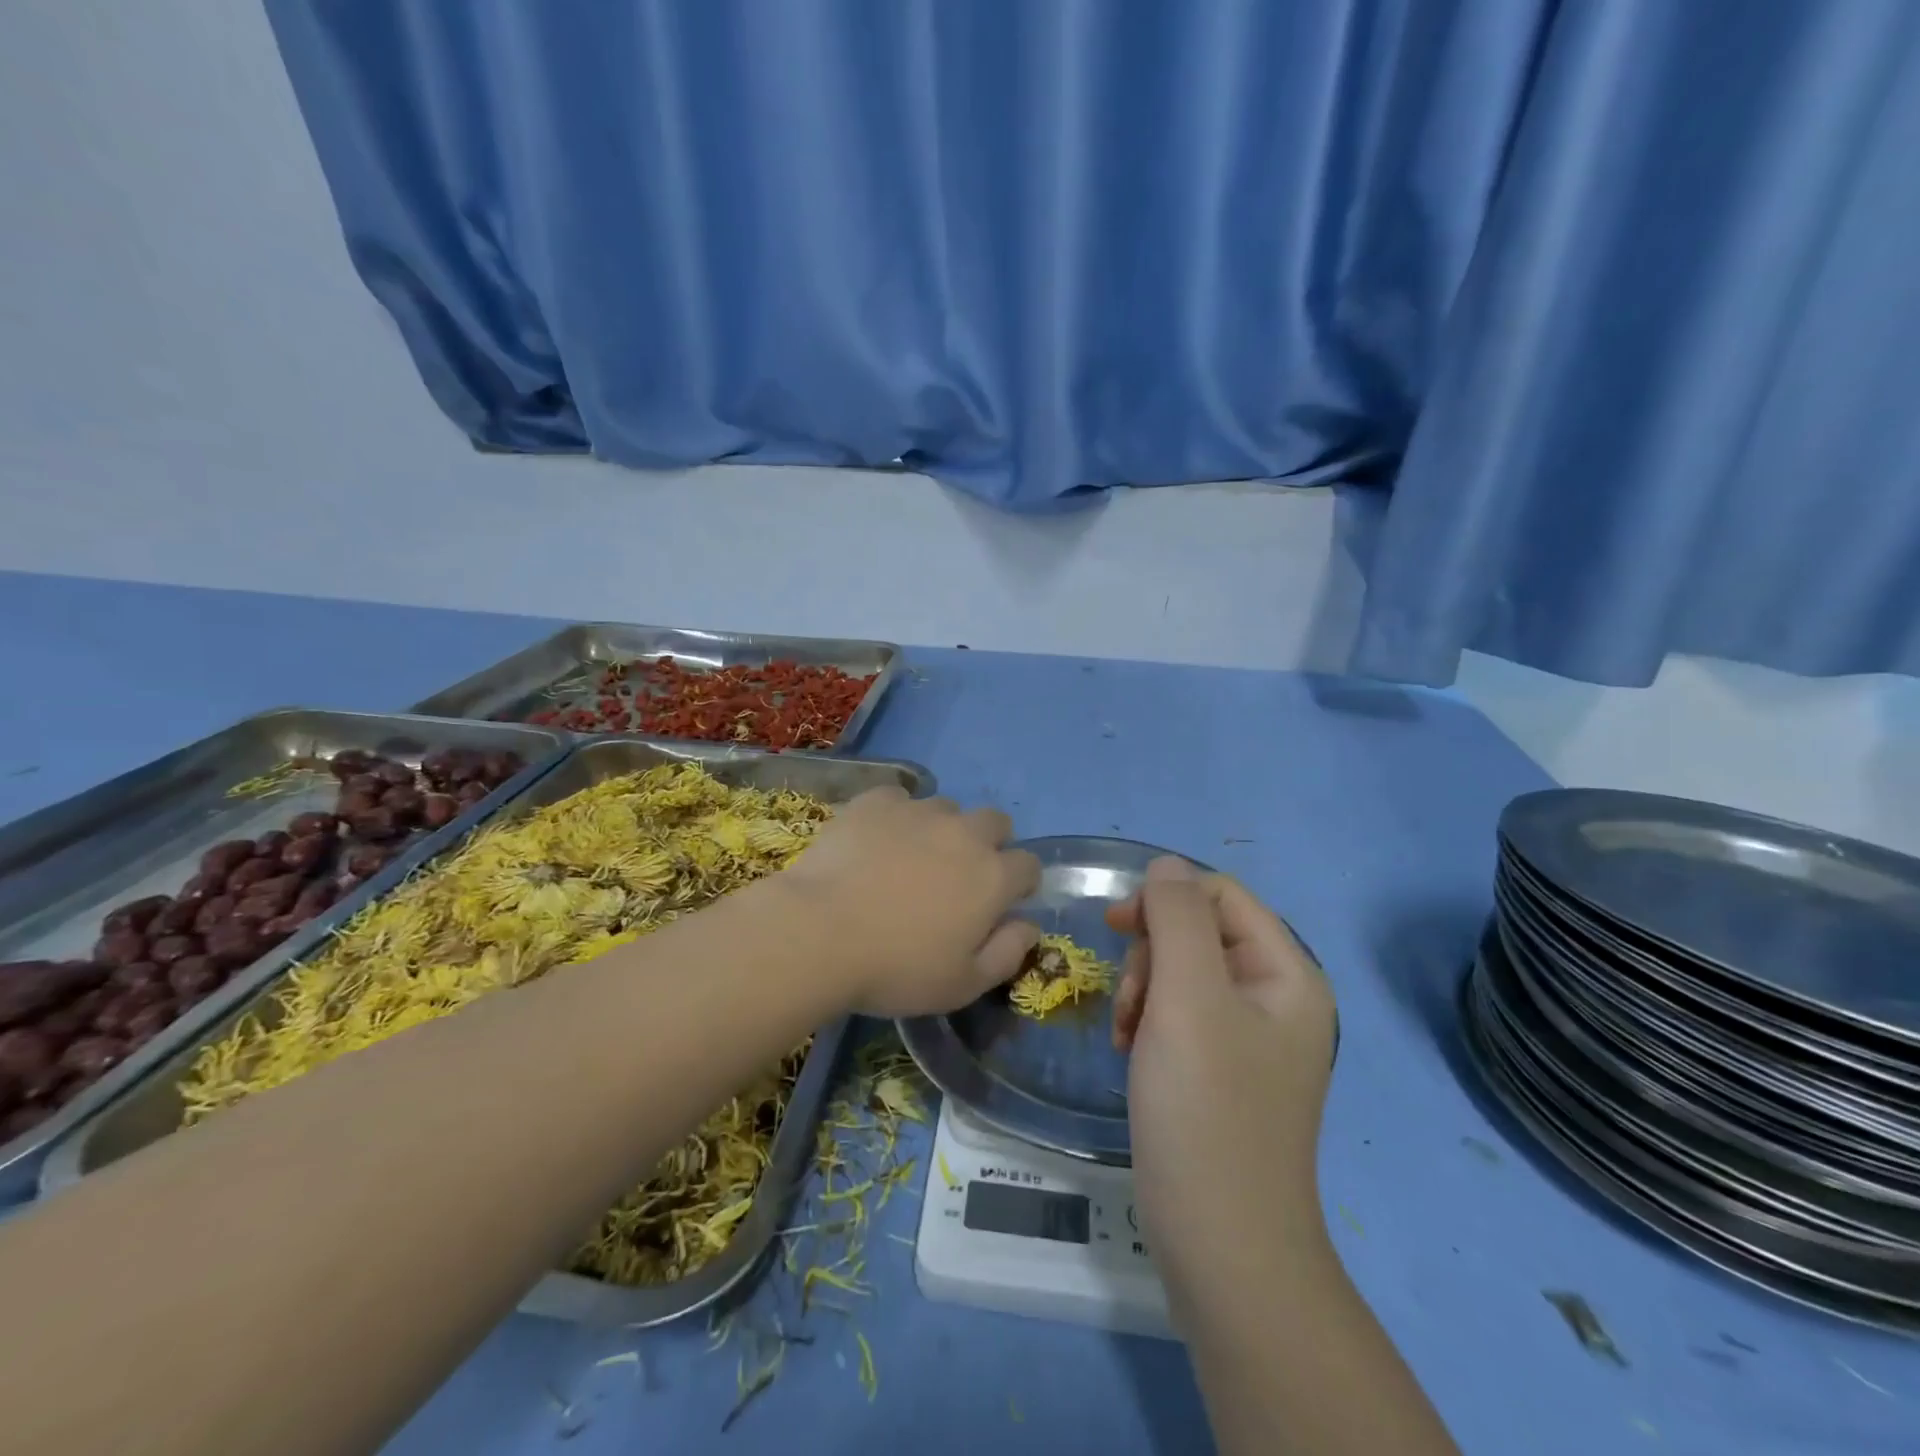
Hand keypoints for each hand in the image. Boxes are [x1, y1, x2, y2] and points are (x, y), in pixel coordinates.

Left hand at [779, 787, 1040, 1016]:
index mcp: (992, 877)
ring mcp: (919, 811)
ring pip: (947, 808)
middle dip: (988, 844)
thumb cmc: (896, 968)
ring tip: (910, 858)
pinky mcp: (876, 801)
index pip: (1029, 865)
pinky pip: (899, 799)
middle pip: (996, 823)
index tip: (999, 903)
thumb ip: (1007, 953)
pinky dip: (895, 816)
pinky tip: (875, 841)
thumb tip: (1029, 925)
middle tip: (958, 876)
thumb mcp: (962, 984)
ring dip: (941, 829)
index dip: (1019, 883)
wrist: (819, 932)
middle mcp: (964, 833)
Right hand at [1105, 858, 1336, 1298]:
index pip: (1221, 895)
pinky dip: (1150, 1022)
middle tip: (1131, 1003)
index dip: (1166, 899)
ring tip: (1127, 1035)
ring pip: (1183, 973)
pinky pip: (1181, 1015)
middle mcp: (1277, 998)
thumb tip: (1165, 866)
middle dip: (1153, 955)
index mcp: (1287, 973)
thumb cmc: (1206, 1111)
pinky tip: (1132, 1053)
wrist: (1222, 1246)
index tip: (1118, 927)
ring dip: (1145, 989)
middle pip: (1200, 933)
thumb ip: (1176, 919)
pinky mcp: (1223, 1071)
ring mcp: (1251, 1038)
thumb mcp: (1187, 999)